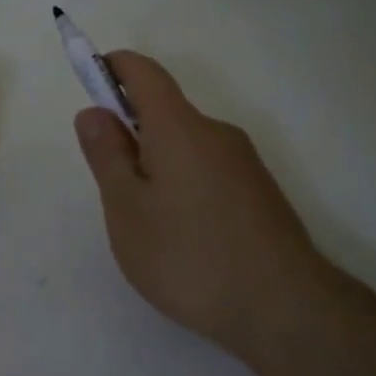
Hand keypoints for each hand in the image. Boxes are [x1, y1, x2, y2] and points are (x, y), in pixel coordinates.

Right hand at [73, 52, 324, 362]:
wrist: (284, 308)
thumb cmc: (189, 256)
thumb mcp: (127, 209)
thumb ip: (107, 156)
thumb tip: (94, 112)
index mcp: (179, 127)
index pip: (145, 74)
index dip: (115, 67)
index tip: (91, 78)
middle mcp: (216, 133)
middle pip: (166, 112)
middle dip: (131, 130)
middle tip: (112, 185)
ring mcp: (244, 163)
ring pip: (187, 145)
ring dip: (157, 162)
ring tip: (147, 223)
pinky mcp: (260, 192)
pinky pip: (209, 169)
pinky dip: (183, 183)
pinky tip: (183, 235)